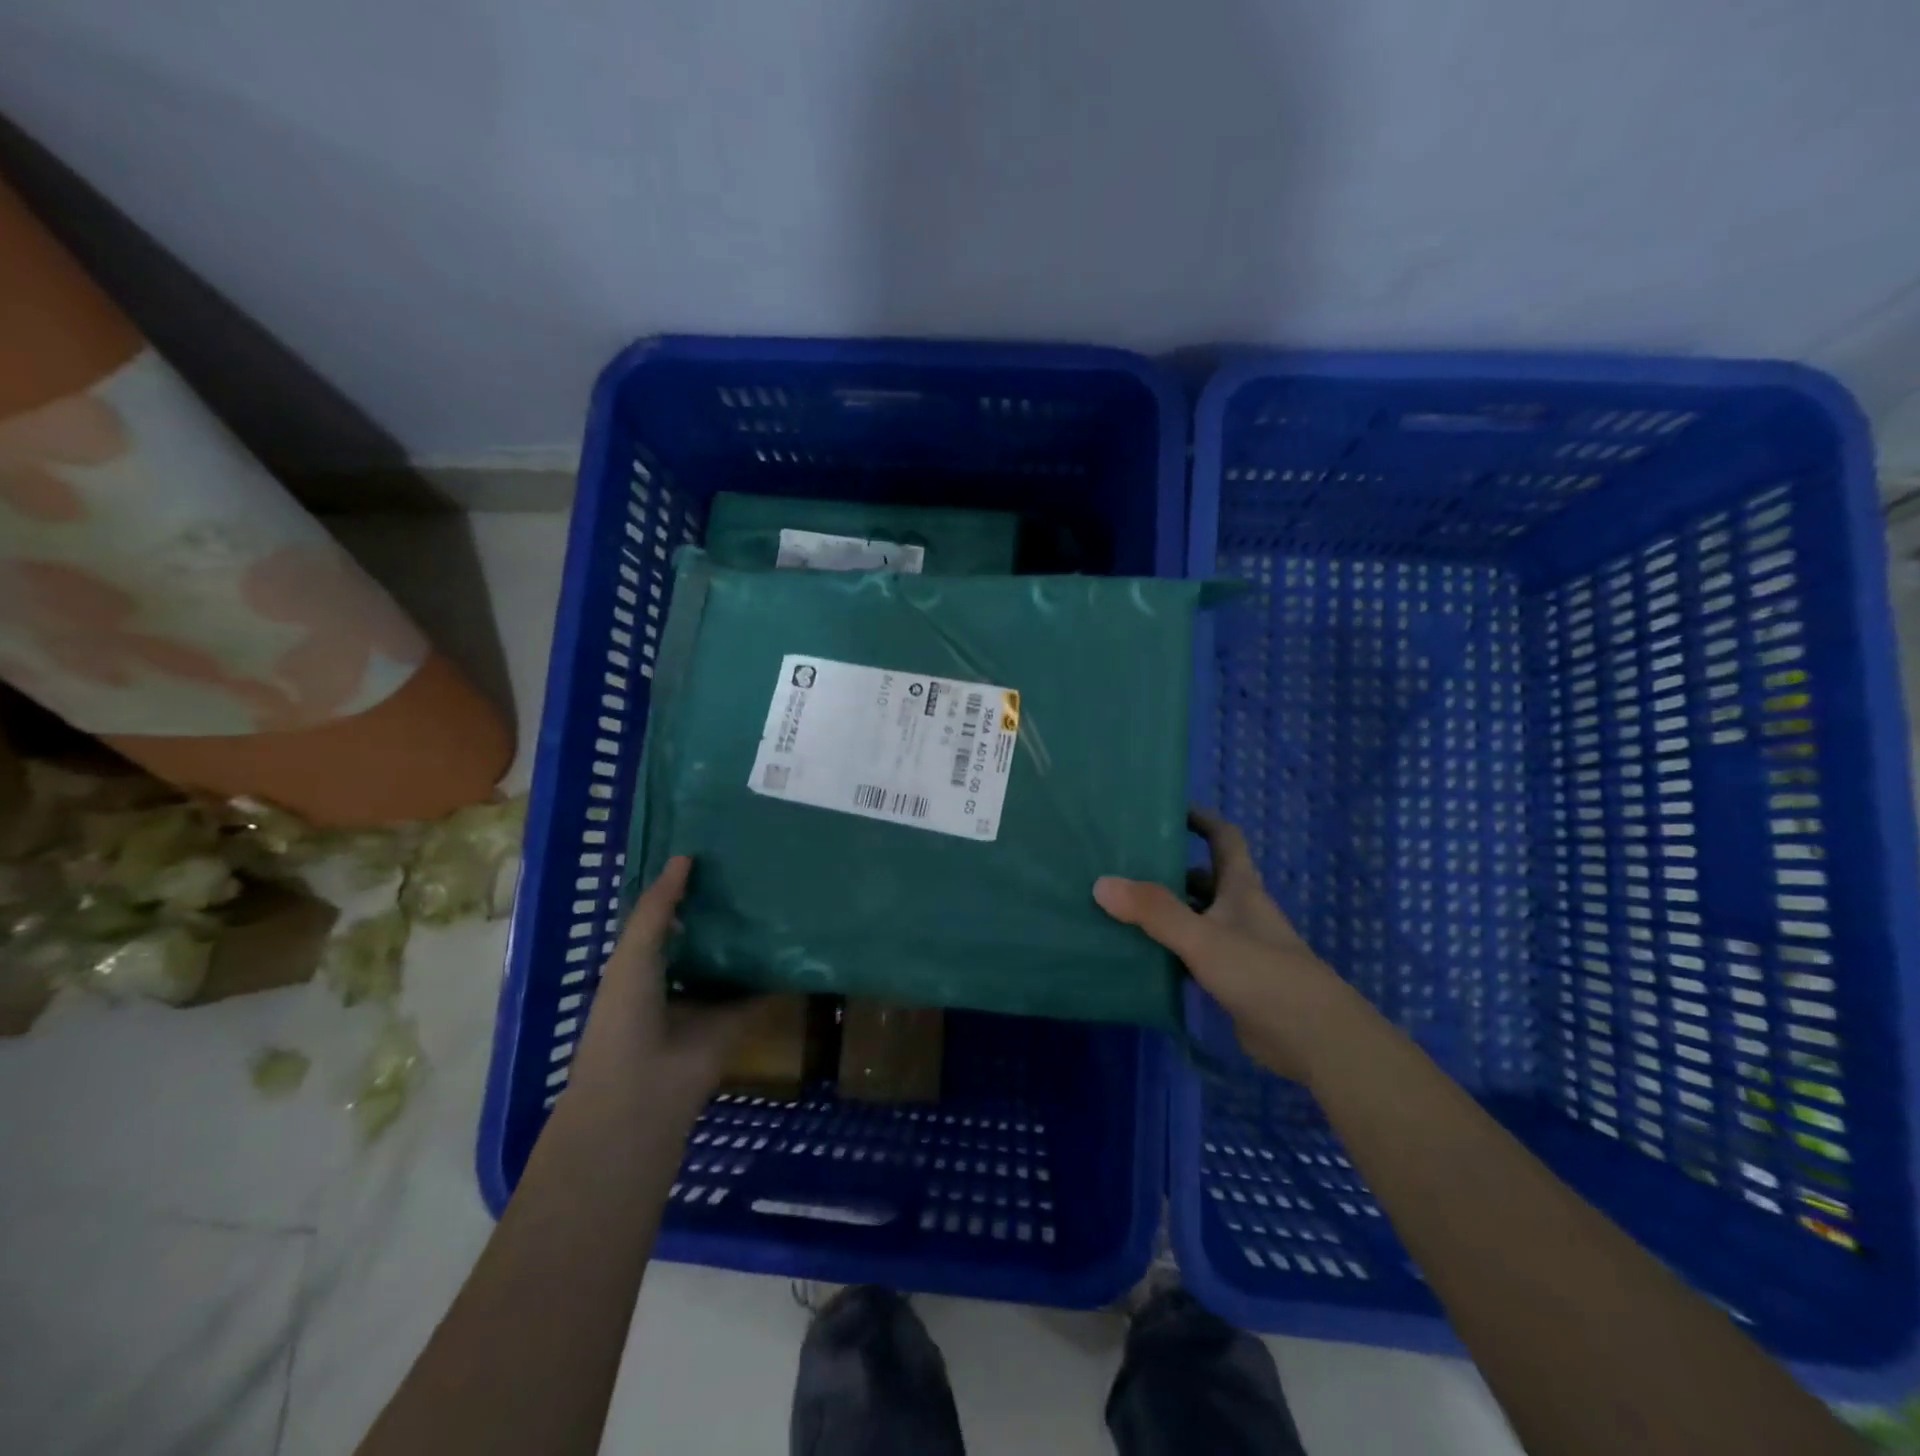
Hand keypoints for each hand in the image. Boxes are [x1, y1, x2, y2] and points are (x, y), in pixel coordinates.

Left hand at [567, 856, 760, 1125]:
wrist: (644, 1089)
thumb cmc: (625, 1015)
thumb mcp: (634, 952)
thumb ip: (659, 907)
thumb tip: (685, 856)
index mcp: (643, 965)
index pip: (668, 920)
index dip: (685, 890)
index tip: (712, 855)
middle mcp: (678, 980)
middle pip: (705, 938)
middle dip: (724, 910)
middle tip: (756, 869)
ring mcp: (710, 1001)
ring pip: (736, 961)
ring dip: (753, 938)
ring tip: (782, 894)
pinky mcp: (740, 1019)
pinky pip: (762, 989)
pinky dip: (779, 970)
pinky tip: (800, 939)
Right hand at [1093, 809, 1348, 1079]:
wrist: (1313, 1039)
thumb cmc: (1262, 974)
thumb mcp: (1203, 937)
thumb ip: (1154, 911)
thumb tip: (1101, 883)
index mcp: (1241, 888)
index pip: (1224, 839)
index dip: (1202, 820)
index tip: (1169, 810)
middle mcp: (1240, 911)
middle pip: (1204, 880)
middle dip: (1169, 870)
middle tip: (1123, 866)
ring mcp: (1237, 947)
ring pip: (1196, 918)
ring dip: (1166, 912)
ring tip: (1119, 908)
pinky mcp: (1231, 981)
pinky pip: (1192, 954)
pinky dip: (1169, 950)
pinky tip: (1138, 955)